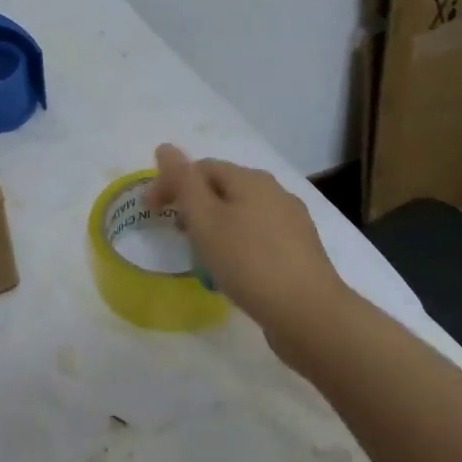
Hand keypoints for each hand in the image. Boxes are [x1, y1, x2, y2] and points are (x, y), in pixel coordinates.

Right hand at [145, 143, 347, 359]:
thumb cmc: (248, 262)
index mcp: (250, 179)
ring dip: (215, 226)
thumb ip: (183, 182)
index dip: (171, 184)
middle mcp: (274, 192)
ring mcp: (292, 221)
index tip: (151, 212)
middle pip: (222, 188)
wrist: (309, 314)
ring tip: (202, 254)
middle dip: (193, 205)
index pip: (200, 168)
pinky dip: (237, 243)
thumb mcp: (205, 219)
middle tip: (176, 234)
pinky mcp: (300, 250)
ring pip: (241, 213)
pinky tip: (234, 269)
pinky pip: (258, 236)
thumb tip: (165, 147)